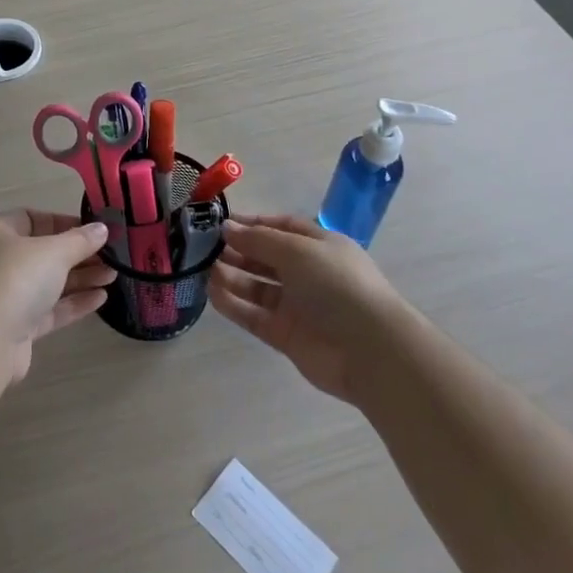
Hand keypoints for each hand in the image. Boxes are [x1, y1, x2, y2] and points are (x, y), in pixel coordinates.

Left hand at [0, 210, 116, 382]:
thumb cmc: (16, 278)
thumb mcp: (54, 251)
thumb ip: (80, 240)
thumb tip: (101, 229)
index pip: (31, 218)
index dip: (64, 223)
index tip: (94, 230)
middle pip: (42, 253)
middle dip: (78, 254)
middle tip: (111, 256)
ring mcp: (4, 296)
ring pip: (47, 282)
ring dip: (80, 278)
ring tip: (113, 276)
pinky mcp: (14, 327)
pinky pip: (48, 309)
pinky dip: (72, 303)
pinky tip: (101, 298)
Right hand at [208, 215, 402, 402]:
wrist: (369, 350)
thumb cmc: (336, 285)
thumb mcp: (296, 250)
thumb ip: (258, 239)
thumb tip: (226, 227)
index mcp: (320, 246)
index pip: (282, 227)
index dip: (253, 223)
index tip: (220, 222)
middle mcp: (309, 273)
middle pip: (266, 257)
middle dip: (238, 249)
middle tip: (203, 246)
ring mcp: (298, 306)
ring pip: (257, 287)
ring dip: (232, 276)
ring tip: (203, 268)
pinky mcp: (287, 335)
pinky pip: (254, 316)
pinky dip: (234, 305)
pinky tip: (212, 294)